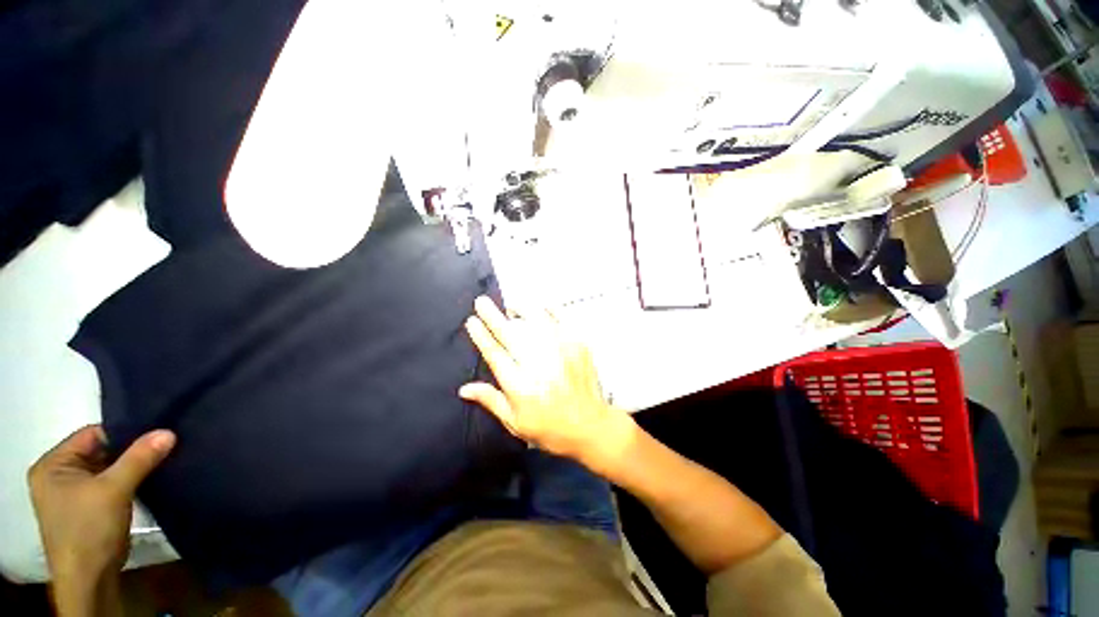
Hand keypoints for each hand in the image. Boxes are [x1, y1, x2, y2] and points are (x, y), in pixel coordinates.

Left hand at [28, 425, 174, 581]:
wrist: (90, 579)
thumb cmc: (90, 528)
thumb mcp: (115, 490)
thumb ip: (139, 458)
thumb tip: (168, 432)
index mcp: (52, 465)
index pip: (91, 435)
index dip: (123, 434)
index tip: (154, 435)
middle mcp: (57, 475)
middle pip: (99, 452)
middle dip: (129, 452)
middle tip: (161, 447)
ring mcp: (71, 494)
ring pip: (106, 469)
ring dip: (130, 468)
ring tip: (159, 462)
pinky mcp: (87, 508)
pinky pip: (109, 484)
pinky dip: (127, 482)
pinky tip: (147, 480)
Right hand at [460, 296, 637, 475]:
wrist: (590, 426)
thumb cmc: (549, 428)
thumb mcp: (515, 422)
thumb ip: (491, 400)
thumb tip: (464, 388)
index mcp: (519, 385)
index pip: (495, 353)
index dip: (481, 335)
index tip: (471, 321)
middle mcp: (538, 364)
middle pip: (510, 334)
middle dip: (493, 316)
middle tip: (481, 302)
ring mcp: (560, 352)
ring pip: (535, 322)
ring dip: (520, 310)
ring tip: (511, 305)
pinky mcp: (578, 346)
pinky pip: (561, 321)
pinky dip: (550, 311)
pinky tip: (541, 307)